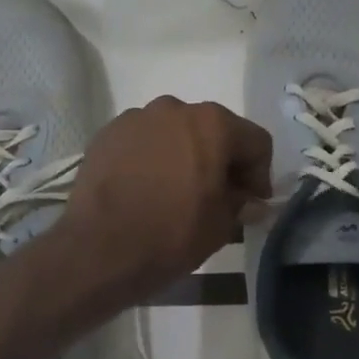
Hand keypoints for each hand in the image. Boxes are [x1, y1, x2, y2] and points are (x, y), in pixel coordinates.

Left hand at [59, 97, 272, 300]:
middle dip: (220, 159)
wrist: (99, 249)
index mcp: (212, 124)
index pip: (255, 141)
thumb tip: (251, 202)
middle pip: (212, 130)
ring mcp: (135, 118)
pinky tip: (144, 188)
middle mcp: (174, 108)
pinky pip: (141, 141)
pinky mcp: (106, 134)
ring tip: (176, 191)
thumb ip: (240, 204)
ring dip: (183, 155)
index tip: (252, 202)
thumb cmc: (171, 234)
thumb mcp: (220, 225)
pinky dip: (150, 158)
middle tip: (218, 195)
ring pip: (174, 132)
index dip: (260, 174)